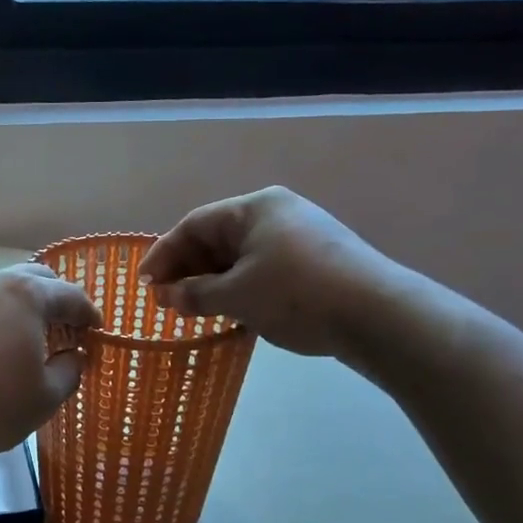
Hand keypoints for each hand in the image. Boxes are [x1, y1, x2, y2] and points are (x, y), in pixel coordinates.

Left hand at [0, 265, 101, 461]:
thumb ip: (69, 371)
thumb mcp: (44, 398)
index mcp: (25, 295)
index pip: (69, 295)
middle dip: (53, 299)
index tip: (96, 331)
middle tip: (63, 327)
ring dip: (15, 307)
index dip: (88, 314)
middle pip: (32, 278)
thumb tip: (73, 356)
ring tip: (21, 337)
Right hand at [139, 187, 403, 358]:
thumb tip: (166, 296)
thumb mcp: (237, 295)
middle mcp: (276, 212)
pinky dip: (240, 286)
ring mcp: (300, 235)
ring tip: (193, 308)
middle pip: (217, 238)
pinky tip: (231, 310)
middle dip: (188, 269)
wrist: (377, 315)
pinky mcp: (316, 260)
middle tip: (165, 300)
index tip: (145, 283)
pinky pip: (263, 268)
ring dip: (213, 281)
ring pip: (240, 255)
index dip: (164, 254)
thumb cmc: (296, 294)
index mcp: (254, 207)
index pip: (194, 225)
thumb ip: (195, 294)